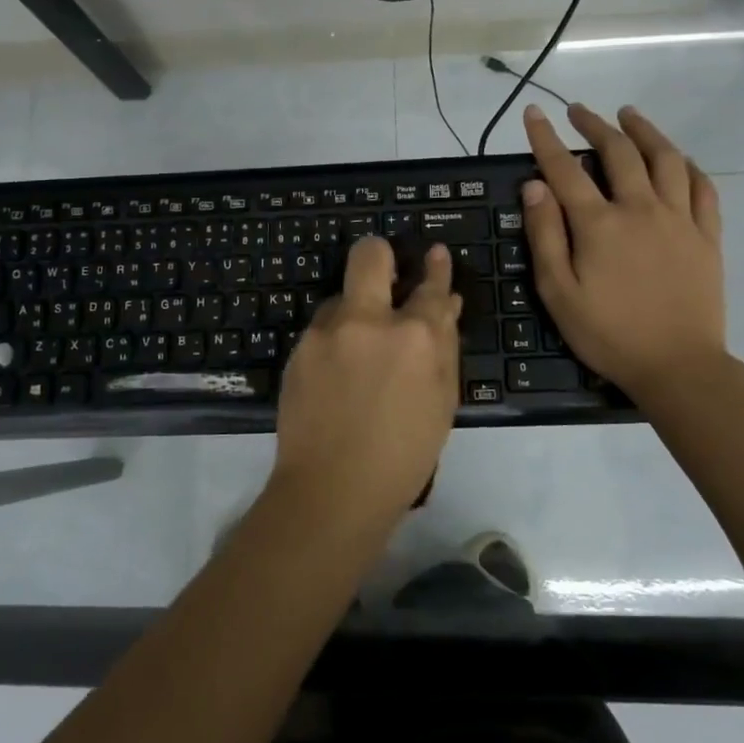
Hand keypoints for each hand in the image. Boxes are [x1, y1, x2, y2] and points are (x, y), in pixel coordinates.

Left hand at [273, 235, 462, 525]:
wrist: (333, 488)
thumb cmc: (404, 454)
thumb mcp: (441, 400)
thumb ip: (444, 346)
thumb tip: (445, 306)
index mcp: (415, 335)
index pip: (430, 286)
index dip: (436, 268)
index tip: (433, 253)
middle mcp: (368, 320)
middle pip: (370, 255)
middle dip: (380, 254)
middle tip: (385, 271)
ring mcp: (327, 331)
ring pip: (340, 297)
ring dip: (353, 311)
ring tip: (357, 351)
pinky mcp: (299, 348)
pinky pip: (322, 329)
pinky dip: (334, 340)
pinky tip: (336, 374)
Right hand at [521, 102, 726, 395]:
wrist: (678, 366)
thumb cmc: (608, 334)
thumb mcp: (558, 292)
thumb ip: (545, 235)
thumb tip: (534, 186)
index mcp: (599, 224)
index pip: (565, 169)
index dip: (546, 138)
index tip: (534, 113)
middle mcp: (640, 209)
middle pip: (619, 153)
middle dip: (595, 125)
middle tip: (579, 110)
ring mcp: (680, 220)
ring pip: (665, 159)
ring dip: (645, 131)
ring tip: (629, 115)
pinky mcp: (707, 236)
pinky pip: (703, 188)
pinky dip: (689, 166)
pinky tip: (679, 158)